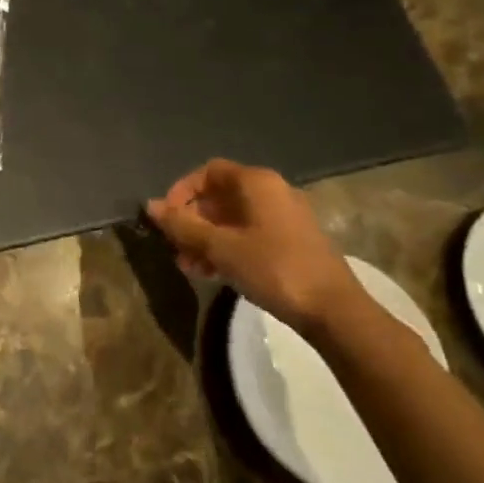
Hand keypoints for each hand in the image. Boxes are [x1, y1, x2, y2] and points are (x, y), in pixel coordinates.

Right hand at [145, 159, 366, 336]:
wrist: (333, 310)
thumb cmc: (273, 268)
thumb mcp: (220, 247)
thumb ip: (182, 225)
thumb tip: (150, 205)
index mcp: (257, 183)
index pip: (208, 172)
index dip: (181, 191)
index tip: (167, 218)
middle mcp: (272, 192)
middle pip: (219, 196)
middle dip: (191, 221)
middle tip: (175, 247)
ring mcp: (283, 218)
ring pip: (232, 219)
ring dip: (205, 239)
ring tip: (190, 267)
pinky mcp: (291, 242)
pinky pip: (248, 235)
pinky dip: (226, 248)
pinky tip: (212, 273)